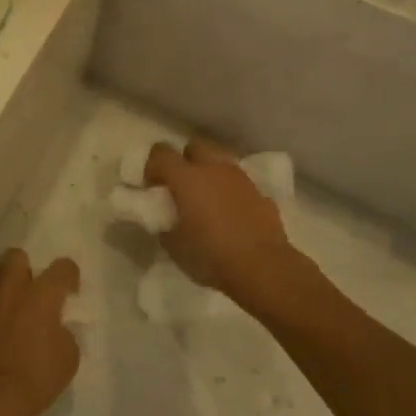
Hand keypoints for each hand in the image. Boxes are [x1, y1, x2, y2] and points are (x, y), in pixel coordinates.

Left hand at [0, 249, 80, 415]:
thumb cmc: (33, 377)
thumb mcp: (68, 359)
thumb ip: (64, 332)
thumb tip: (55, 326)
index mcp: (42, 293)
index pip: (62, 267)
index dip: (69, 277)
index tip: (69, 292)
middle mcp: (12, 285)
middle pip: (18, 256)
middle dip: (27, 269)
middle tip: (33, 294)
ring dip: (4, 283)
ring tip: (10, 306)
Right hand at [144, 139, 294, 306]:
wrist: (263, 268)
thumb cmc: (211, 256)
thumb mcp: (173, 245)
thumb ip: (165, 223)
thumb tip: (166, 217)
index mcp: (186, 177)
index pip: (161, 152)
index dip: (153, 166)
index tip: (153, 187)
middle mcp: (213, 168)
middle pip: (194, 146)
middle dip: (185, 160)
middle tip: (181, 187)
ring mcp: (240, 178)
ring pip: (220, 161)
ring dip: (210, 173)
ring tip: (208, 200)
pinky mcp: (261, 193)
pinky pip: (239, 183)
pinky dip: (231, 191)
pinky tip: (231, 214)